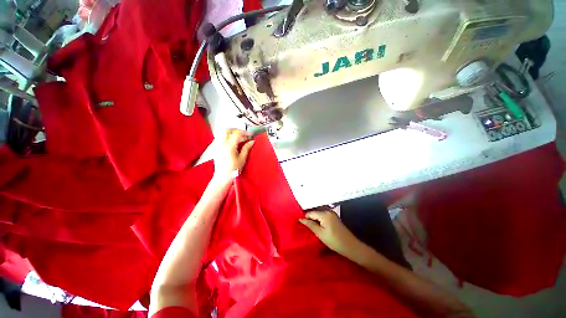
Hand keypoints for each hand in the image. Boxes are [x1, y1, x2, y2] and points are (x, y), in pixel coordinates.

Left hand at [212, 129, 254, 182]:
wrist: (222, 177)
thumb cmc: (234, 169)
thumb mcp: (242, 159)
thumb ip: (246, 148)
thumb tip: (252, 141)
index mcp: (229, 146)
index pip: (237, 134)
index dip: (244, 132)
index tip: (250, 135)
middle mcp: (222, 144)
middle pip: (227, 130)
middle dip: (236, 130)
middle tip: (243, 134)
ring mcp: (217, 145)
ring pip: (222, 133)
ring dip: (231, 133)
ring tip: (238, 138)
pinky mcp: (215, 148)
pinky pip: (220, 138)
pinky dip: (226, 137)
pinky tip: (232, 142)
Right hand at [299, 209, 362, 258]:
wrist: (351, 246)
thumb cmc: (334, 241)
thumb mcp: (320, 233)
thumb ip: (310, 224)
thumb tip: (301, 219)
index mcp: (324, 214)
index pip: (310, 213)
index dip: (305, 218)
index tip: (300, 223)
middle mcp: (328, 211)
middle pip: (315, 212)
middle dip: (309, 218)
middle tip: (304, 225)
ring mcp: (332, 213)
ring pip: (319, 214)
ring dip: (314, 219)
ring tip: (310, 226)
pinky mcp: (334, 217)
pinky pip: (323, 215)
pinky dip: (319, 219)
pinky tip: (317, 225)